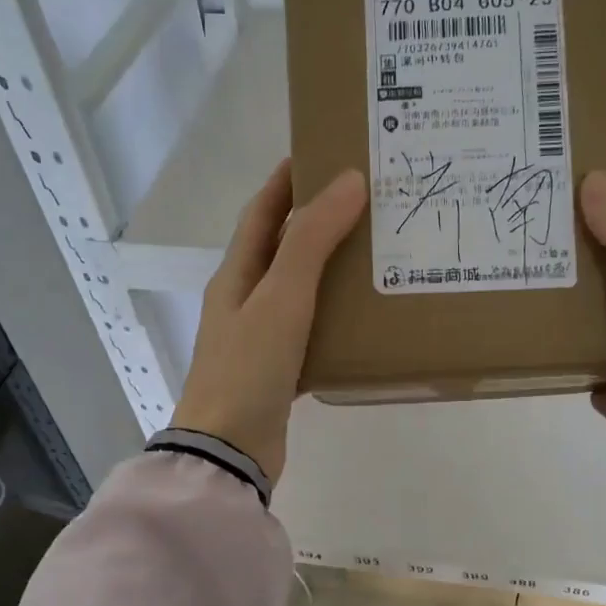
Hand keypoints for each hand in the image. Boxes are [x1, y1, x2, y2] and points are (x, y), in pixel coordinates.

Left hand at [172, 161, 366, 483]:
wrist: (228, 451)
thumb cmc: (249, 368)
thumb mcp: (281, 298)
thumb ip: (312, 241)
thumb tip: (349, 181)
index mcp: (236, 276)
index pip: (262, 213)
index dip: (287, 181)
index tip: (323, 153)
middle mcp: (244, 301)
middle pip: (282, 249)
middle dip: (317, 222)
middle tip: (368, 204)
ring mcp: (259, 339)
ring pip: (299, 292)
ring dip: (330, 271)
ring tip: (377, 255)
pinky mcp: (278, 372)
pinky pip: (310, 333)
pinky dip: (334, 320)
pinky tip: (366, 321)